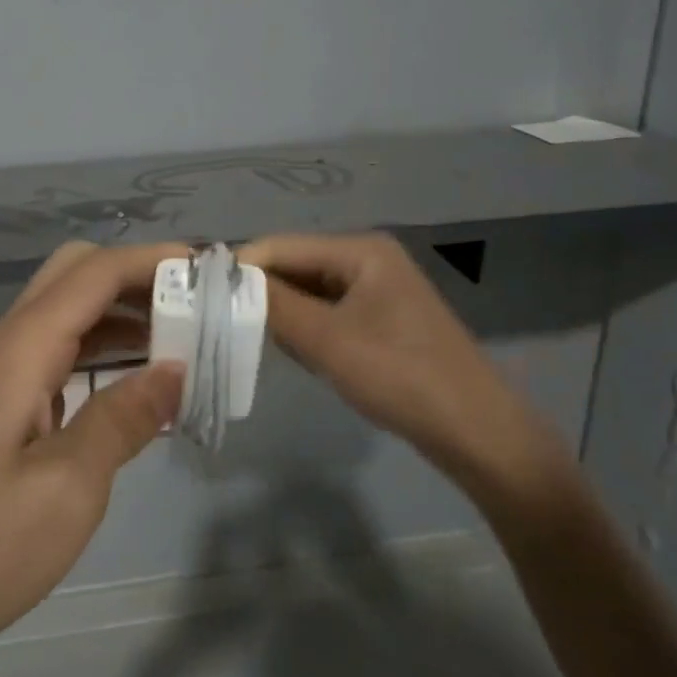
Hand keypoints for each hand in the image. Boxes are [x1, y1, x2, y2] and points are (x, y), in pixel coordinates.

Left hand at [0, 242, 186, 676]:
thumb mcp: (68, 488)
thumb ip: (123, 418)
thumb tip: (177, 368)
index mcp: (20, 351)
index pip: (94, 273)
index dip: (154, 261)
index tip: (212, 271)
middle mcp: (7, 348)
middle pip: (75, 276)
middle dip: (137, 278)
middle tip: (196, 308)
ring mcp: (0, 380)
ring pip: (68, 315)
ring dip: (124, 315)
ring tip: (185, 343)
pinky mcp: (2, 410)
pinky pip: (60, 357)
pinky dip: (104, 354)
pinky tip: (140, 389)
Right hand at [238, 233, 572, 514]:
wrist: (475, 430)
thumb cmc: (400, 376)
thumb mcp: (327, 341)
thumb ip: (274, 306)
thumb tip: (226, 280)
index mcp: (361, 250)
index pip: (282, 245)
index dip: (241, 269)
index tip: (200, 298)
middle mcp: (369, 259)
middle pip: (296, 266)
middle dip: (261, 294)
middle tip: (222, 324)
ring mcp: (378, 290)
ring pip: (310, 292)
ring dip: (283, 315)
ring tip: (256, 342)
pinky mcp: (382, 320)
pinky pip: (329, 313)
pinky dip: (307, 330)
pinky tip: (299, 355)